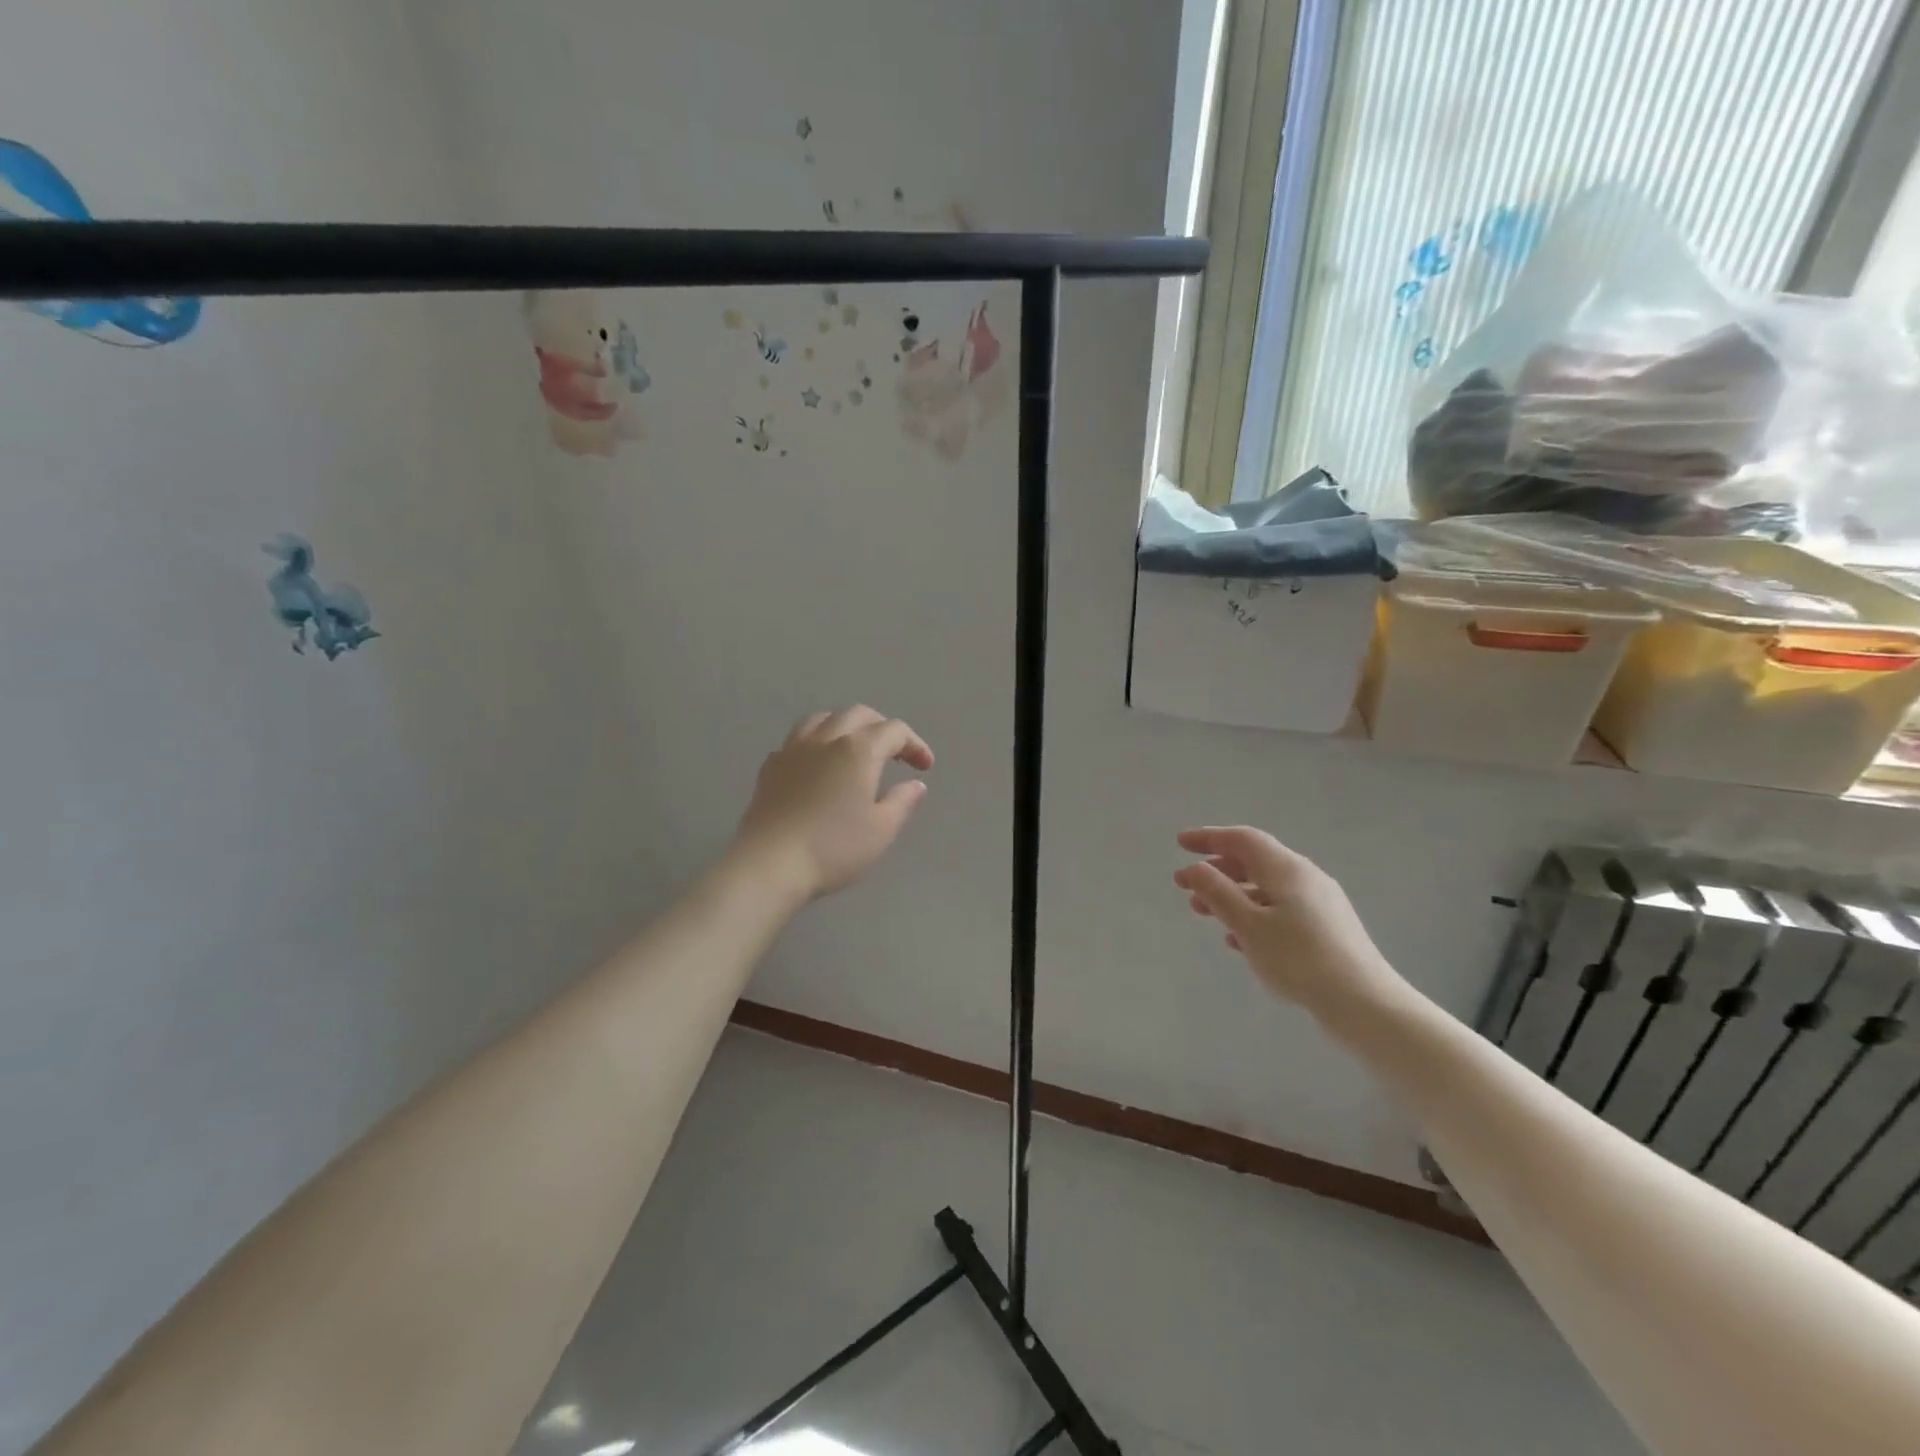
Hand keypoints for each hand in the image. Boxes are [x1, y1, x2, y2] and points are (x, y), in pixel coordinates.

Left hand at [731, 706, 935, 900]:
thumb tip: (915, 785)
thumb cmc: (834, 848)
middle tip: (894, 752)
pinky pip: (797, 740)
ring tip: (854, 747)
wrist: (770, 864)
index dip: (914, 744)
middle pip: (858, 714)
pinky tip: (818, 765)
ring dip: (846, 726)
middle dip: (881, 727)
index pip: (894, 731)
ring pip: (823, 719)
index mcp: (859, 749)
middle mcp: (826, 738)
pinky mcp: (770, 766)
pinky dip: (816, 742)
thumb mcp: (881, 829)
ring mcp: (793, 749)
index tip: (925, 767)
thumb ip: (902, 802)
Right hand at [1172, 826, 1405, 1023]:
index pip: (1242, 840)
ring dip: (1231, 896)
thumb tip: (1196, 868)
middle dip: (1216, 871)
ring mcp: (1320, 903)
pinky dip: (1253, 915)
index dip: (1208, 838)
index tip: (1180, 844)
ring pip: (1265, 888)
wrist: (1365, 1004)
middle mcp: (1305, 877)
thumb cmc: (1299, 959)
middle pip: (1254, 862)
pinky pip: (1280, 910)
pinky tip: (1238, 941)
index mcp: (1286, 869)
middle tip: (1184, 886)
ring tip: (1203, 914)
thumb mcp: (1248, 926)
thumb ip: (1218, 893)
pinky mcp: (1327, 929)